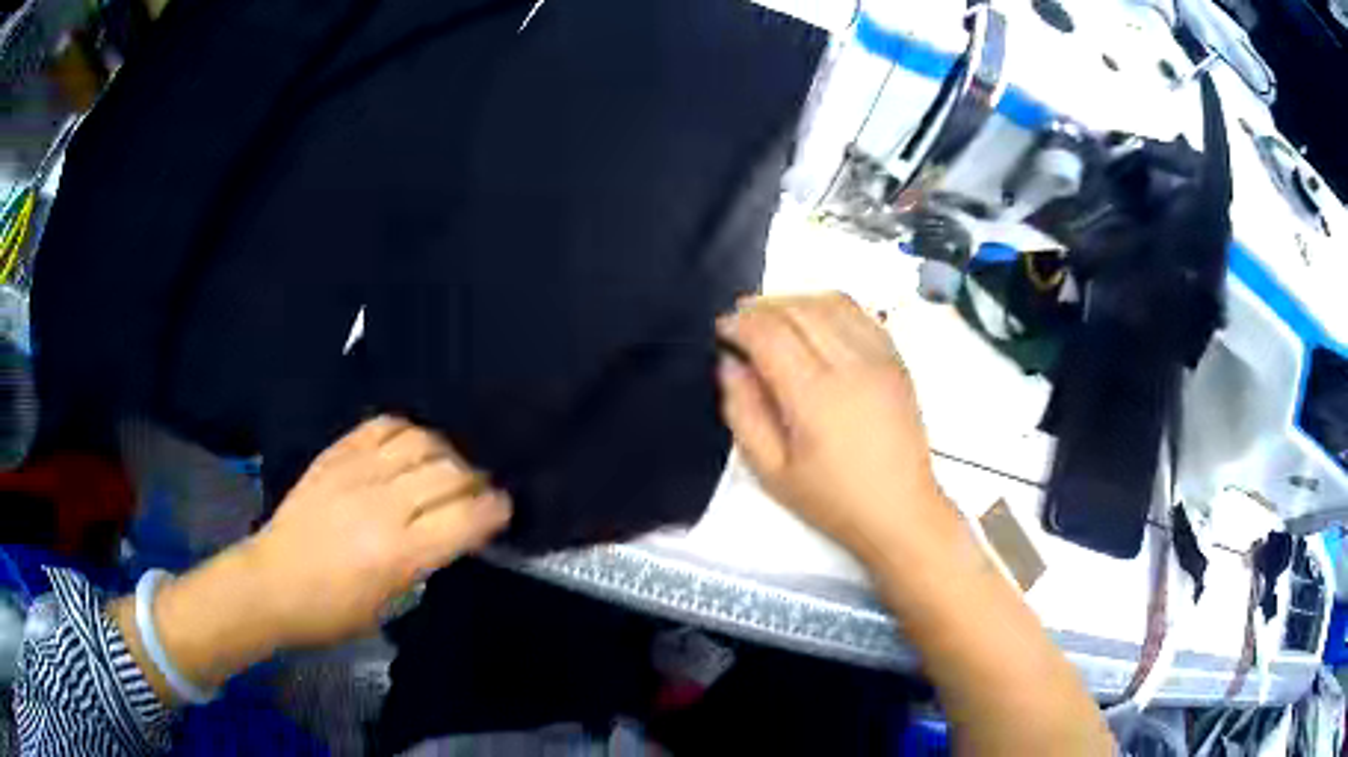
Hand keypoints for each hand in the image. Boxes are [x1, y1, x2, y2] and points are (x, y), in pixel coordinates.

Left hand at [240, 416, 511, 647]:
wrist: (271, 583)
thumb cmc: (332, 611)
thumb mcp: (389, 603)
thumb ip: (423, 563)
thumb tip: (450, 532)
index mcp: (400, 553)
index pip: (467, 517)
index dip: (495, 509)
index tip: (503, 507)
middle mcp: (384, 505)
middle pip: (451, 473)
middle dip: (477, 479)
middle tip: (478, 488)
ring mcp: (357, 472)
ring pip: (421, 441)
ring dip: (445, 451)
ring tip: (446, 463)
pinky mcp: (335, 455)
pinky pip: (382, 425)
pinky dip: (406, 428)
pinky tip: (411, 443)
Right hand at [716, 294, 954, 562]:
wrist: (900, 510)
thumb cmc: (833, 499)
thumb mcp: (772, 471)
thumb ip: (743, 412)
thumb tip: (730, 364)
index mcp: (815, 396)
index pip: (770, 333)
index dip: (740, 324)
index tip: (722, 330)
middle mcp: (851, 366)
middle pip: (799, 309)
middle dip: (762, 306)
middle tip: (741, 320)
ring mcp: (880, 358)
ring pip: (831, 302)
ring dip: (795, 301)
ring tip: (774, 318)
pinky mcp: (896, 361)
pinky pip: (861, 313)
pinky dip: (830, 307)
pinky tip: (816, 323)